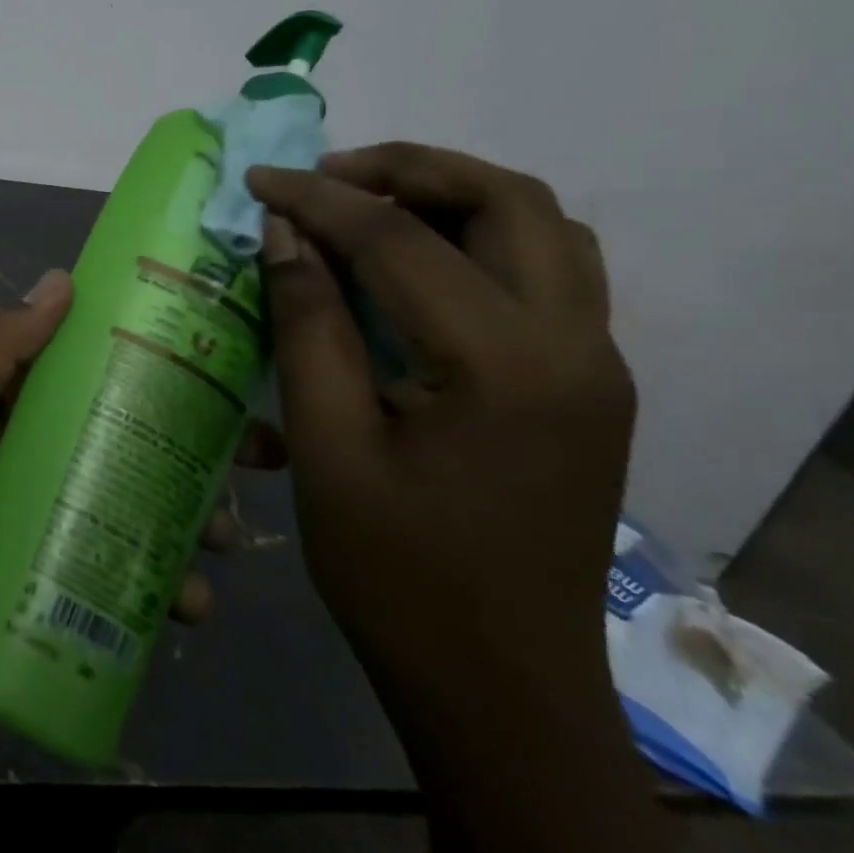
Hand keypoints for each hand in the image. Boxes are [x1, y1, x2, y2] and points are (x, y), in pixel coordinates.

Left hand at [0, 268, 272, 729]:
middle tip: (264, 452)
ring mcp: (56, 524)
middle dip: (197, 441)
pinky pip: (128, 574)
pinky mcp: (64, 587)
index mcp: (11, 409)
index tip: (223, 353)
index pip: (91, 367)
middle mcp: (40, 457)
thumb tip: (61, 282)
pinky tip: (192, 604)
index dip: (153, 356)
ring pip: (141, 505)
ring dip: (193, 516)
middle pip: (131, 436)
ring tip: (225, 539)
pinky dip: (166, 585)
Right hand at [247, 143, 632, 699]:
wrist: (500, 684)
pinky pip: (546, 272)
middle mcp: (573, 345)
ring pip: (542, 228)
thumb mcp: (328, 447)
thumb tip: (286, 236)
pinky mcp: (586, 386)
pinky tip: (415, 266)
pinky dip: (480, 238)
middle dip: (409, 169)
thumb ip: (308, 327)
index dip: (319, 199)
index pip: (400, 239)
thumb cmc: (395, 573)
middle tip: (327, 177)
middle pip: (508, 201)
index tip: (259, 179)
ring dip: (454, 195)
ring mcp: (594, 365)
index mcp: (502, 364)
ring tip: (367, 206)